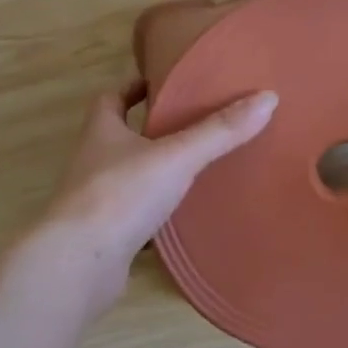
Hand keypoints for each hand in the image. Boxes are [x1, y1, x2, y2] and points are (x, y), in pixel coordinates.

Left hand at [41, 79, 277, 302]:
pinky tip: (181, 219)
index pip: (112, 98)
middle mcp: (93, 161)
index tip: (161, 83)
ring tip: (194, 168)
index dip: (133, 87)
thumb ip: (220, 131)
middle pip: (119, 136)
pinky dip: (154, 214)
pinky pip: (133, 216)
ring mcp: (96, 201)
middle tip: (192, 124)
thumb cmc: (121, 195)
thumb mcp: (177, 156)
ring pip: (128, 177)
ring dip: (153, 172)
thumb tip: (268, 98)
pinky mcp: (104, 235)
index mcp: (102, 132)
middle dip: (150, 129)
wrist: (78, 264)